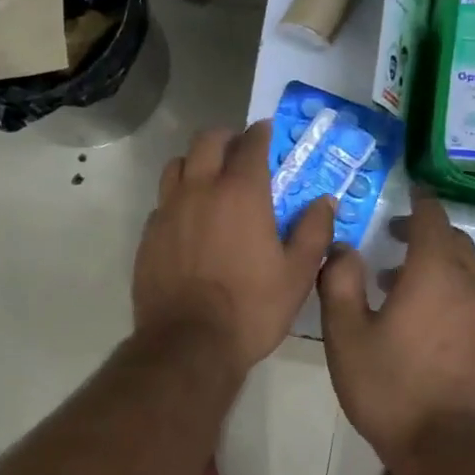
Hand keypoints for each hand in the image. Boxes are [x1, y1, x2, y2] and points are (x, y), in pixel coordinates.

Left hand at [134, 121, 333, 374]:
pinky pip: (162, 200)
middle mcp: (200, 190)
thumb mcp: (298, 274)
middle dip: (225, 138)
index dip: (260, 133)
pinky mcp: (149, 234)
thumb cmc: (252, 308)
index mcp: (241, 193)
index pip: (251, 144)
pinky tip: (188, 218)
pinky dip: (177, 197)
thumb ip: (314, 231)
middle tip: (238, 150)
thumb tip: (325, 201)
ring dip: (196, 162)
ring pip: (177, 165)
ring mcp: (168, 210)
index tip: (266, 131)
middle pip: (206, 141)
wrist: (189, 343)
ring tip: (209, 178)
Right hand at [318, 189, 474, 462]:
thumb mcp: (345, 334)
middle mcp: (468, 285)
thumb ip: (339, 282)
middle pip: (453, 240)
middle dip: (425, 230)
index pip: (432, 218)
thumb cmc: (390, 386)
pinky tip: (421, 316)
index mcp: (433, 273)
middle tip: (391, 237)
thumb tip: (343, 248)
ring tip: (396, 281)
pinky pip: (471, 296)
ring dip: (434, 262)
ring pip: (464, 269)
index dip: (419, 200)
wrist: (447, 448)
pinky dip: (448, 288)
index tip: (406, 190)